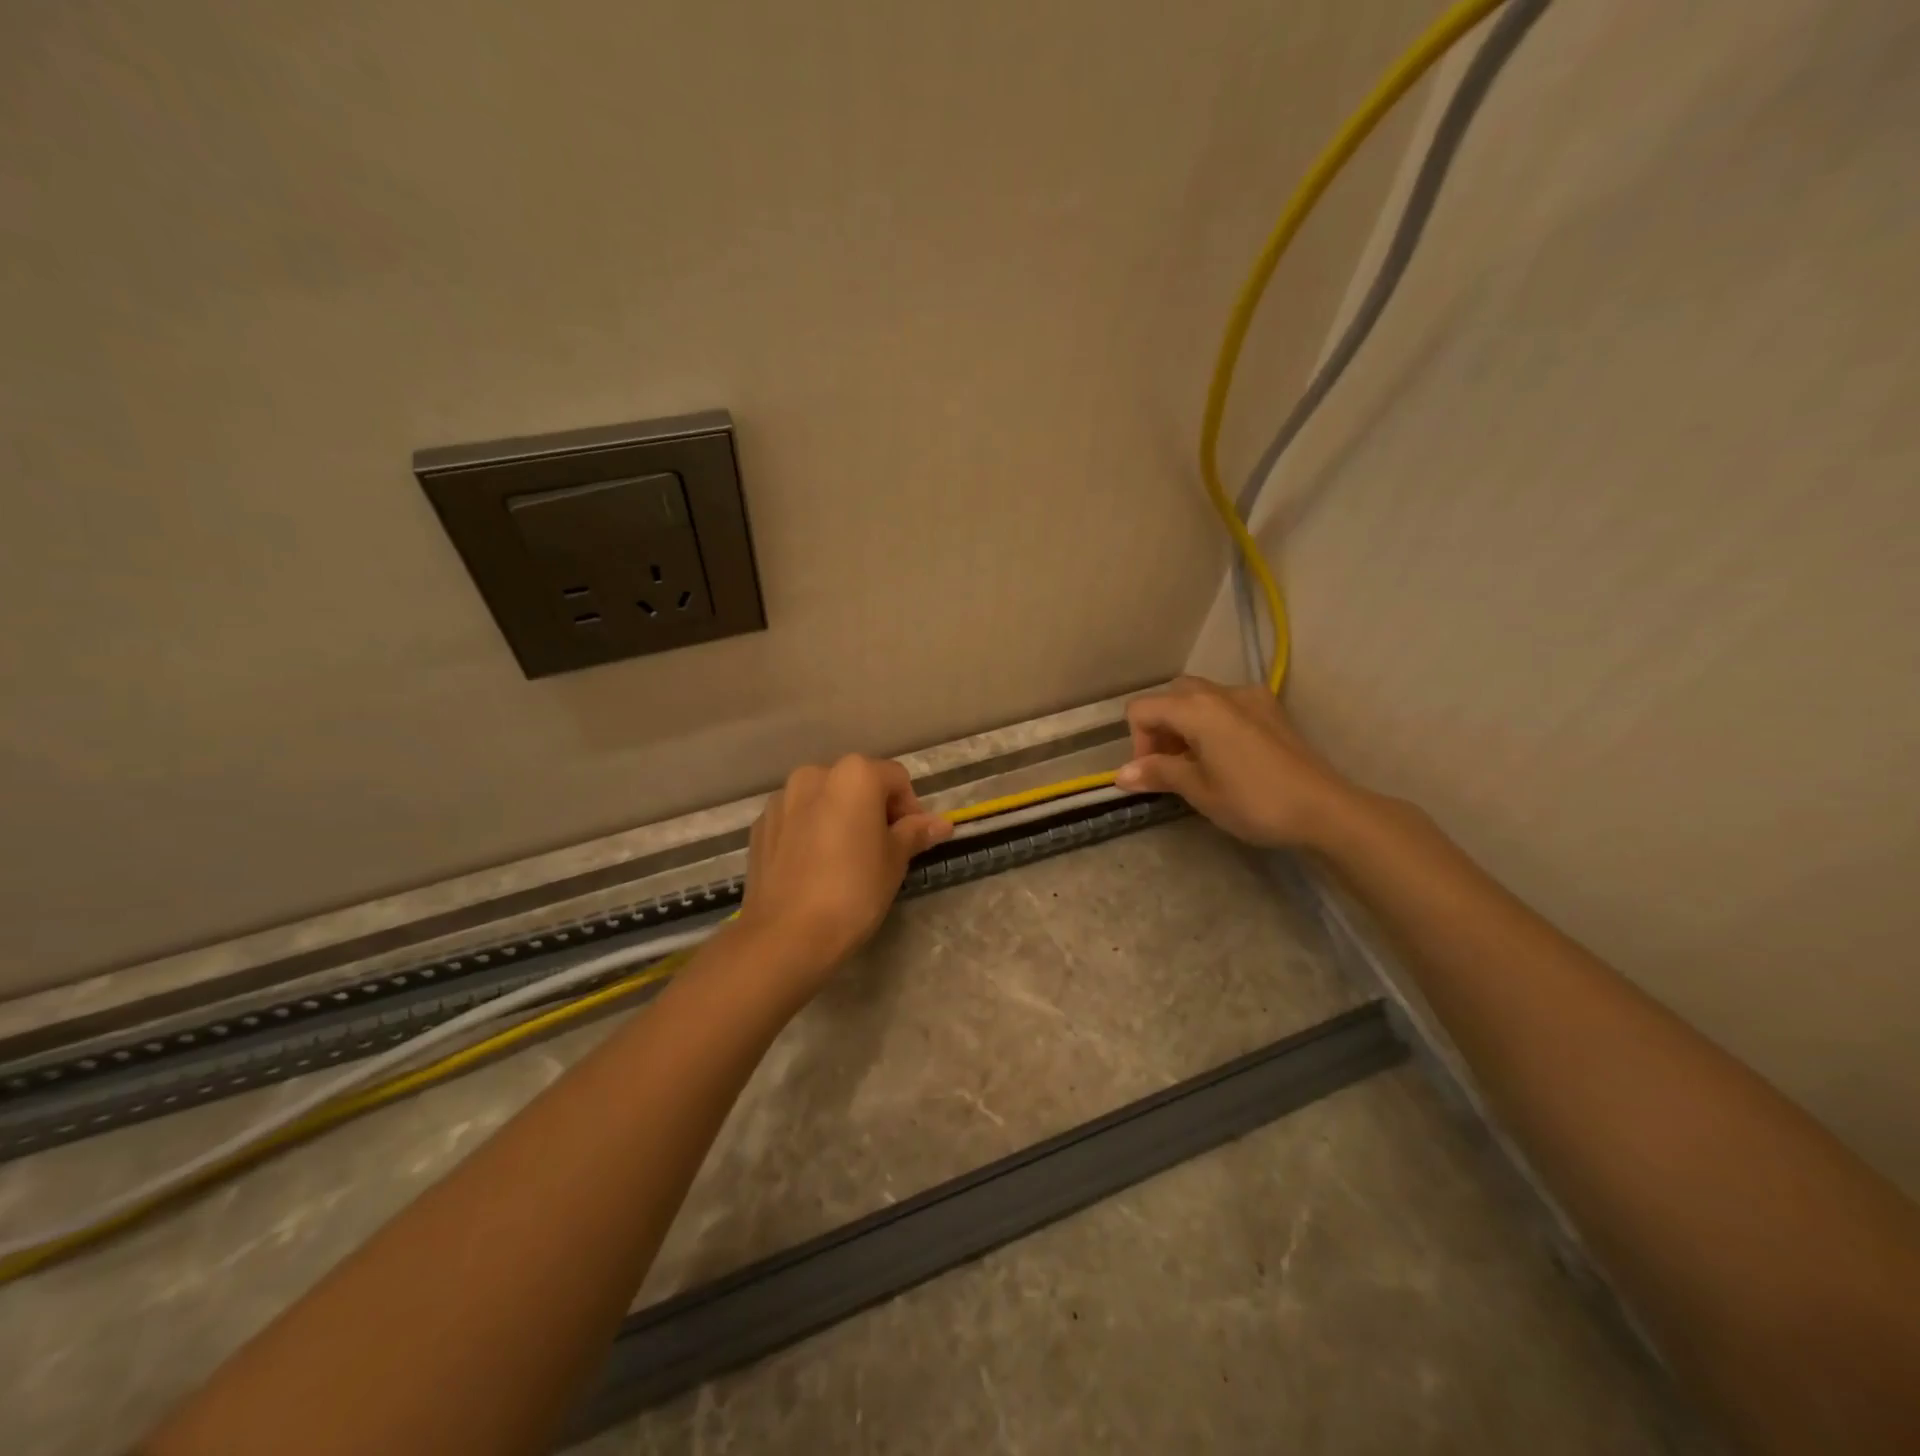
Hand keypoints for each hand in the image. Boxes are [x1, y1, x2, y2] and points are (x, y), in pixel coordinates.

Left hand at [736, 755, 951, 989]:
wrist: (786, 935)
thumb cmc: (853, 891)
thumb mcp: (895, 861)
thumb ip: (915, 833)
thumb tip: (940, 824)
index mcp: (854, 775)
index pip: (896, 779)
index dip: (910, 809)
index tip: (911, 842)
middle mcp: (814, 775)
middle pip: (857, 783)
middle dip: (874, 810)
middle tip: (882, 850)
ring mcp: (782, 799)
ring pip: (824, 799)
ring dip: (840, 818)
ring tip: (845, 860)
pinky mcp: (760, 825)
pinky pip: (797, 819)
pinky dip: (811, 831)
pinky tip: (815, 867)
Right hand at [1115, 676, 1358, 848]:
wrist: (1324, 809)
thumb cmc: (1253, 801)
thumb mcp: (1198, 790)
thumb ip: (1158, 773)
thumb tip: (1121, 775)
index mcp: (1196, 709)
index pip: (1142, 710)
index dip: (1138, 743)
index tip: (1153, 775)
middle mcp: (1221, 692)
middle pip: (1171, 696)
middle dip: (1161, 728)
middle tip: (1171, 766)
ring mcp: (1250, 697)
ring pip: (1200, 698)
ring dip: (1186, 725)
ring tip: (1197, 764)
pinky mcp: (1271, 709)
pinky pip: (1228, 706)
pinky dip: (1213, 724)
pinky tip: (1228, 757)